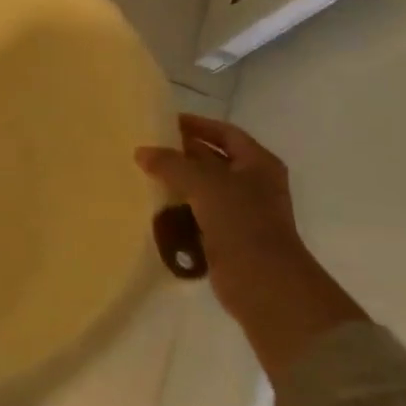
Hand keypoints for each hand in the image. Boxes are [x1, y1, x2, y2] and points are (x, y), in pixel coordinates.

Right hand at [137, 116, 309, 295]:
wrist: (263, 283)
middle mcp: (253, 184)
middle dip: (182, 155)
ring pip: (203, 190)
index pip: (226, 133)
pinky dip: (179, 211)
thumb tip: (142, 152)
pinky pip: (198, 216)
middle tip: (148, 150)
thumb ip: (171, 164)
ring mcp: (242, 213)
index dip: (198, 125)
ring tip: (145, 176)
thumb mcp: (203, 183)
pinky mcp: (227, 238)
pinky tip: (155, 208)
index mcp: (258, 164)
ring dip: (178, 184)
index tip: (166, 122)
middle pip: (213, 160)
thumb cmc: (241, 222)